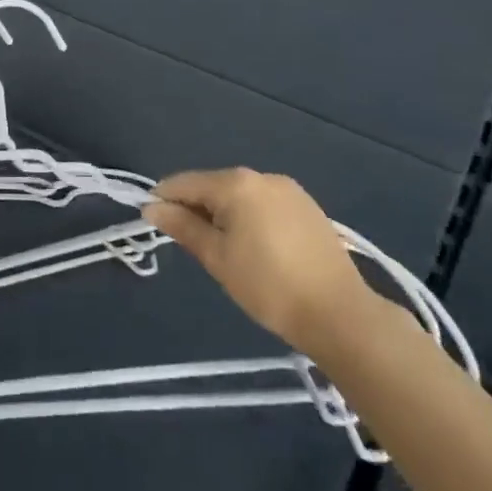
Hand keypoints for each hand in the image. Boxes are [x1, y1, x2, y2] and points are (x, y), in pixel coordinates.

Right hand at [143, 168, 372, 356]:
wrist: (340, 314)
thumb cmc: (268, 286)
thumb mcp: (217, 258)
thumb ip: (182, 227)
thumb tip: (151, 207)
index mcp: (236, 184)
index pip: (185, 182)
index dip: (164, 199)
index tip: (152, 222)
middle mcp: (261, 176)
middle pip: (213, 185)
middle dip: (195, 207)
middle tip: (190, 243)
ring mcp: (288, 189)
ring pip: (240, 194)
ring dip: (223, 213)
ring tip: (223, 249)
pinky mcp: (307, 206)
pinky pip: (264, 203)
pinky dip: (249, 217)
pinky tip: (255, 246)